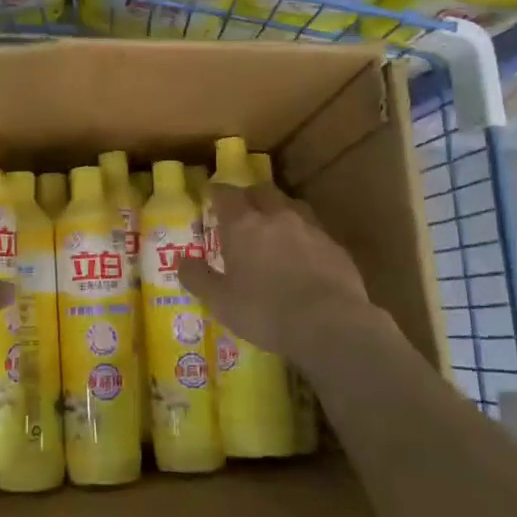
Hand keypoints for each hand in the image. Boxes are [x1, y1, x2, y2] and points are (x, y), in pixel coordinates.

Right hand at [179, 184, 378, 370]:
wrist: (329, 325)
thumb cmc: (265, 311)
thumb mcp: (220, 301)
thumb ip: (198, 278)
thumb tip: (180, 261)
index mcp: (243, 225)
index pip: (226, 194)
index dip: (217, 193)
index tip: (210, 196)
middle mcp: (277, 217)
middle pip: (261, 191)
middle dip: (249, 196)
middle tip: (242, 210)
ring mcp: (310, 229)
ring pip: (291, 206)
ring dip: (279, 211)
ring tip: (273, 228)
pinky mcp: (335, 247)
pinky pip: (314, 230)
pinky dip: (303, 235)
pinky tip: (302, 255)